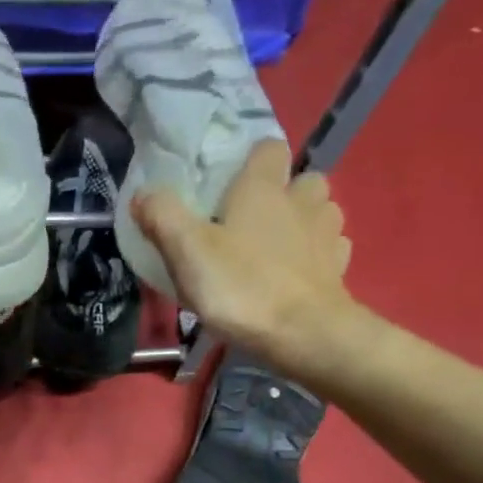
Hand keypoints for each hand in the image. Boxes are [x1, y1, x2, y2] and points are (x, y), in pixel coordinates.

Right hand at [132, 140, 355, 373]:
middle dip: (283, 191)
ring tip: (274, 247)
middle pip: (301, 179)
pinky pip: (329, 249)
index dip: (251, 158)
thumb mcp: (186, 250)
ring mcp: (327, 235)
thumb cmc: (241, 286)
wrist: (303, 335)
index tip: (229, 180)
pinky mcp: (338, 269)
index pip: (268, 147)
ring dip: (302, 221)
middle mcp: (302, 201)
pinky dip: (313, 255)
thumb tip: (144, 193)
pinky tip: (293, 274)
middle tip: (251, 219)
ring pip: (321, 212)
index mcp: (264, 188)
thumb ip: (162, 215)